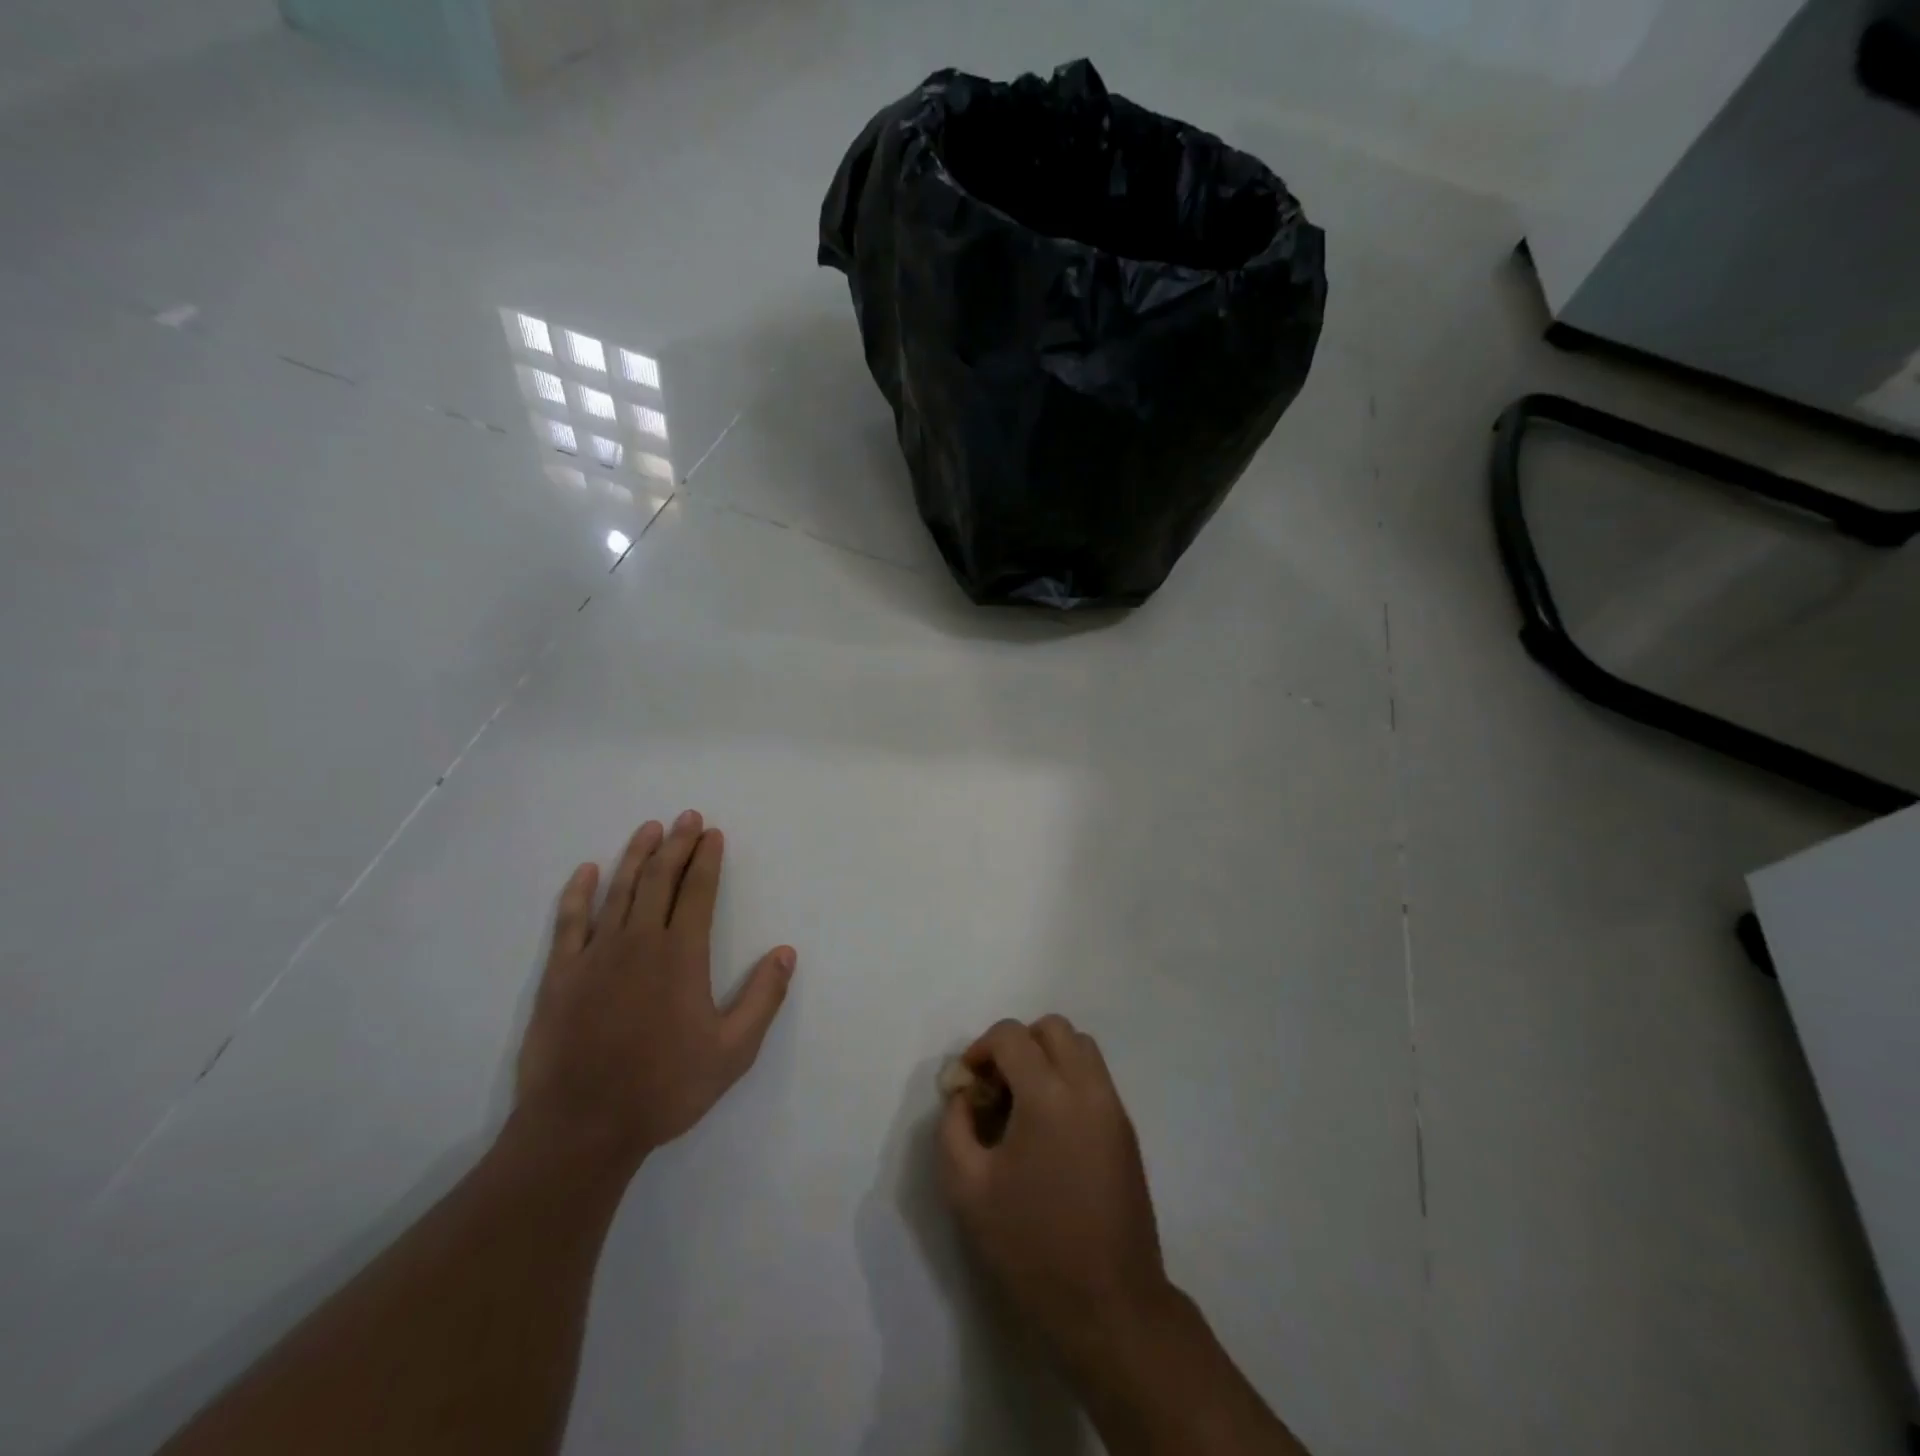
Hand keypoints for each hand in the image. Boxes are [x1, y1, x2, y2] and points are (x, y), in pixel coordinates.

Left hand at [514, 811, 795, 1176]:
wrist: (581, 1127)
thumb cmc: (664, 1088)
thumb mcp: (733, 1052)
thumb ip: (763, 999)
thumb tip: (785, 952)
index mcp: (681, 955)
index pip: (698, 891)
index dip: (707, 859)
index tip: (713, 833)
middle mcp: (639, 942)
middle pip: (660, 879)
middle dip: (677, 844)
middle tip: (687, 817)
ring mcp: (595, 955)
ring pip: (619, 890)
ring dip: (636, 856)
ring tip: (649, 829)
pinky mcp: (561, 974)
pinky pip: (569, 922)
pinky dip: (578, 893)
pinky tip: (587, 872)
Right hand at [938, 1016, 1174, 1369]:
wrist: (1110, 1306)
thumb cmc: (1032, 1246)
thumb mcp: (967, 1189)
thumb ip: (954, 1127)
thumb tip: (964, 1094)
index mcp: (1048, 1095)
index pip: (1012, 1035)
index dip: (981, 1049)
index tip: (967, 1084)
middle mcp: (1087, 1087)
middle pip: (1053, 1028)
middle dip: (1018, 1044)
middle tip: (997, 1086)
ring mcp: (1113, 1107)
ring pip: (1080, 1047)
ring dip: (1047, 1057)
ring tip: (1023, 1104)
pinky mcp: (1126, 1130)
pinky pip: (1095, 1078)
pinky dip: (1068, 1079)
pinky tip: (1050, 1130)